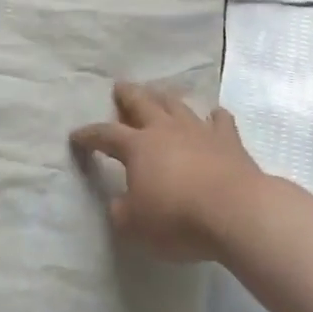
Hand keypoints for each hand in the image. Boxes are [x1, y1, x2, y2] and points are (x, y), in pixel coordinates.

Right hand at [71, 82, 269, 261]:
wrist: (236, 212)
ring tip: (159, 93)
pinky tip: (214, 115)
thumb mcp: (134, 225)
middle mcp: (165, 130)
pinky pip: (220, 122)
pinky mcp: (229, 142)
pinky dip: (214, 117)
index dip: (88, 135)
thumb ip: (121, 212)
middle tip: (120, 86)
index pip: (105, 134)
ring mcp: (199, 132)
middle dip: (127, 95)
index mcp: (137, 146)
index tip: (76, 136)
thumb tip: (119, 203)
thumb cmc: (177, 218)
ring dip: (165, 98)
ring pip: (177, 105)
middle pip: (142, 103)